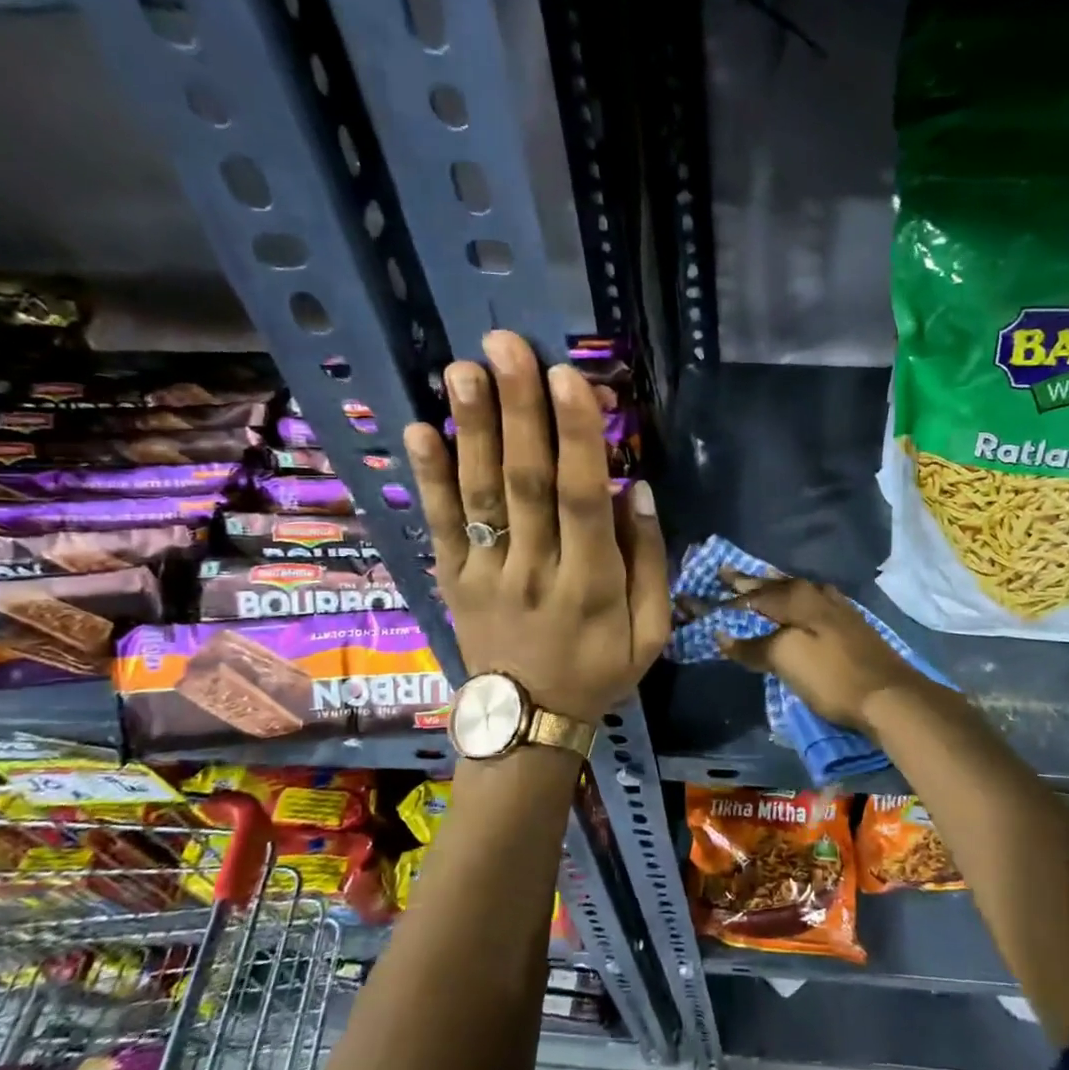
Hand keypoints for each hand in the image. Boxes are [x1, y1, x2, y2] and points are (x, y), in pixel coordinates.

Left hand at [404, 331, 668, 724]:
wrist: (526, 723)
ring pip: (480, 495)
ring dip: (470, 429)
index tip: (570, 378)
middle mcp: (534, 571)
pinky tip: (417, 429)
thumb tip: (639, 490)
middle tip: (507, 346)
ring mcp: (486, 574)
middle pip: (526, 483)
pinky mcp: (452, 579)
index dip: (577, 438)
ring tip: (462, 369)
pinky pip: (439, 525)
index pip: (583, 501)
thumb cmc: (599, 671)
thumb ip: (649, 563)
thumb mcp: (650, 633)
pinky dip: (427, 478)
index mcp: (591, 585)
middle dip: (518, 411)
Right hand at [718, 576, 939, 735]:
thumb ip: (753, 646)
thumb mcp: (786, 660)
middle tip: (726, 573)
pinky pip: (813, 599)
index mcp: (797, 598)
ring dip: (774, 585)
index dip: (730, 595)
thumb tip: (722, 636)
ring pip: (797, 589)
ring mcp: (837, 607)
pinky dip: (796, 597)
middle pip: (776, 585)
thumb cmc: (832, 676)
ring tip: (758, 578)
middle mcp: (816, 594)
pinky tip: (799, 600)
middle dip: (750, 581)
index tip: (709, 588)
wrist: (890, 695)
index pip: (754, 593)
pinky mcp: (850, 623)